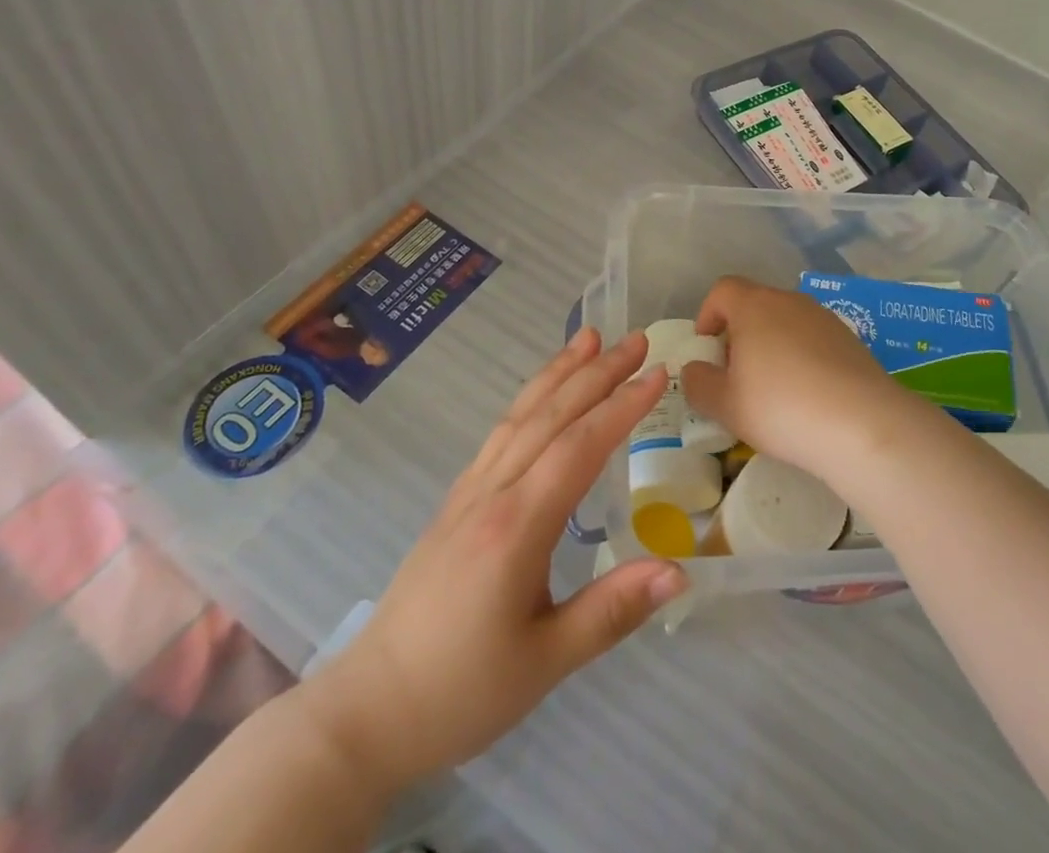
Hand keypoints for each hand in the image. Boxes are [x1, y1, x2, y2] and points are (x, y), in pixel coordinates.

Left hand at [307, 328, 687, 788]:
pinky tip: (544, 394)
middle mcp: (492, 493)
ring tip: (589, 337)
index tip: (658, 374)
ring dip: (559, 372)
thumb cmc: (462, 692)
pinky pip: (500, 433)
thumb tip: (680, 573)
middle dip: (597, 372)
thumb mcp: (546, 663)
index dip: (621, 407)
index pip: (578, 447)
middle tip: (637, 340)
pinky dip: (530, 399)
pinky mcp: (456, 500)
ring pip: (521, 415)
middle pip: (551, 416)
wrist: (368, 711)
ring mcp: (469, 492)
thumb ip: (612, 611)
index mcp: (517, 527)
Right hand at [681, 275, 923, 487]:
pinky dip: (802, 358)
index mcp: (754, 306)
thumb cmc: (781, 407)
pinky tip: (807, 396)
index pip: (723, 290)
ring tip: (772, 390)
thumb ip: (699, 383)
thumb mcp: (725, 405)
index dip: (708, 314)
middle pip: (755, 305)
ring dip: (772, 346)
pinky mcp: (851, 339)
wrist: (861, 423)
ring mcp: (824, 318)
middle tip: (736, 375)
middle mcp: (790, 301)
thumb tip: (694, 369)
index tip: (707, 348)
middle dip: (739, 335)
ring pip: (786, 322)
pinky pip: (813, 340)